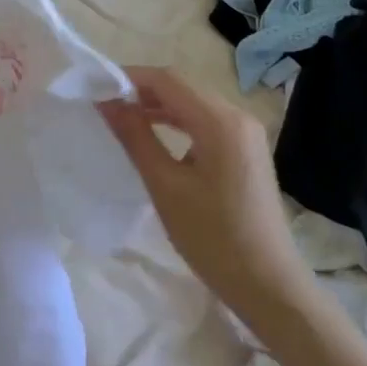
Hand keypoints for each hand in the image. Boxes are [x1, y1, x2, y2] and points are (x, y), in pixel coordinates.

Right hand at [98, 67, 313, 324]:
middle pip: (182, 88)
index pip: (167, 80)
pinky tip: (155, 136)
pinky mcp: (247, 151)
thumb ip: (135, 137)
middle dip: (141, 91)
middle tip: (104, 105)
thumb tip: (106, 102)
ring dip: (158, 106)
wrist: (270, 288)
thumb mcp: (165, 186)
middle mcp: (238, 116)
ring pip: (193, 104)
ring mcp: (246, 133)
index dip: (129, 78)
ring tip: (121, 118)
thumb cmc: (214, 239)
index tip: (96, 89)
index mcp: (220, 121)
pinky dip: (177, 122)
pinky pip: (206, 122)